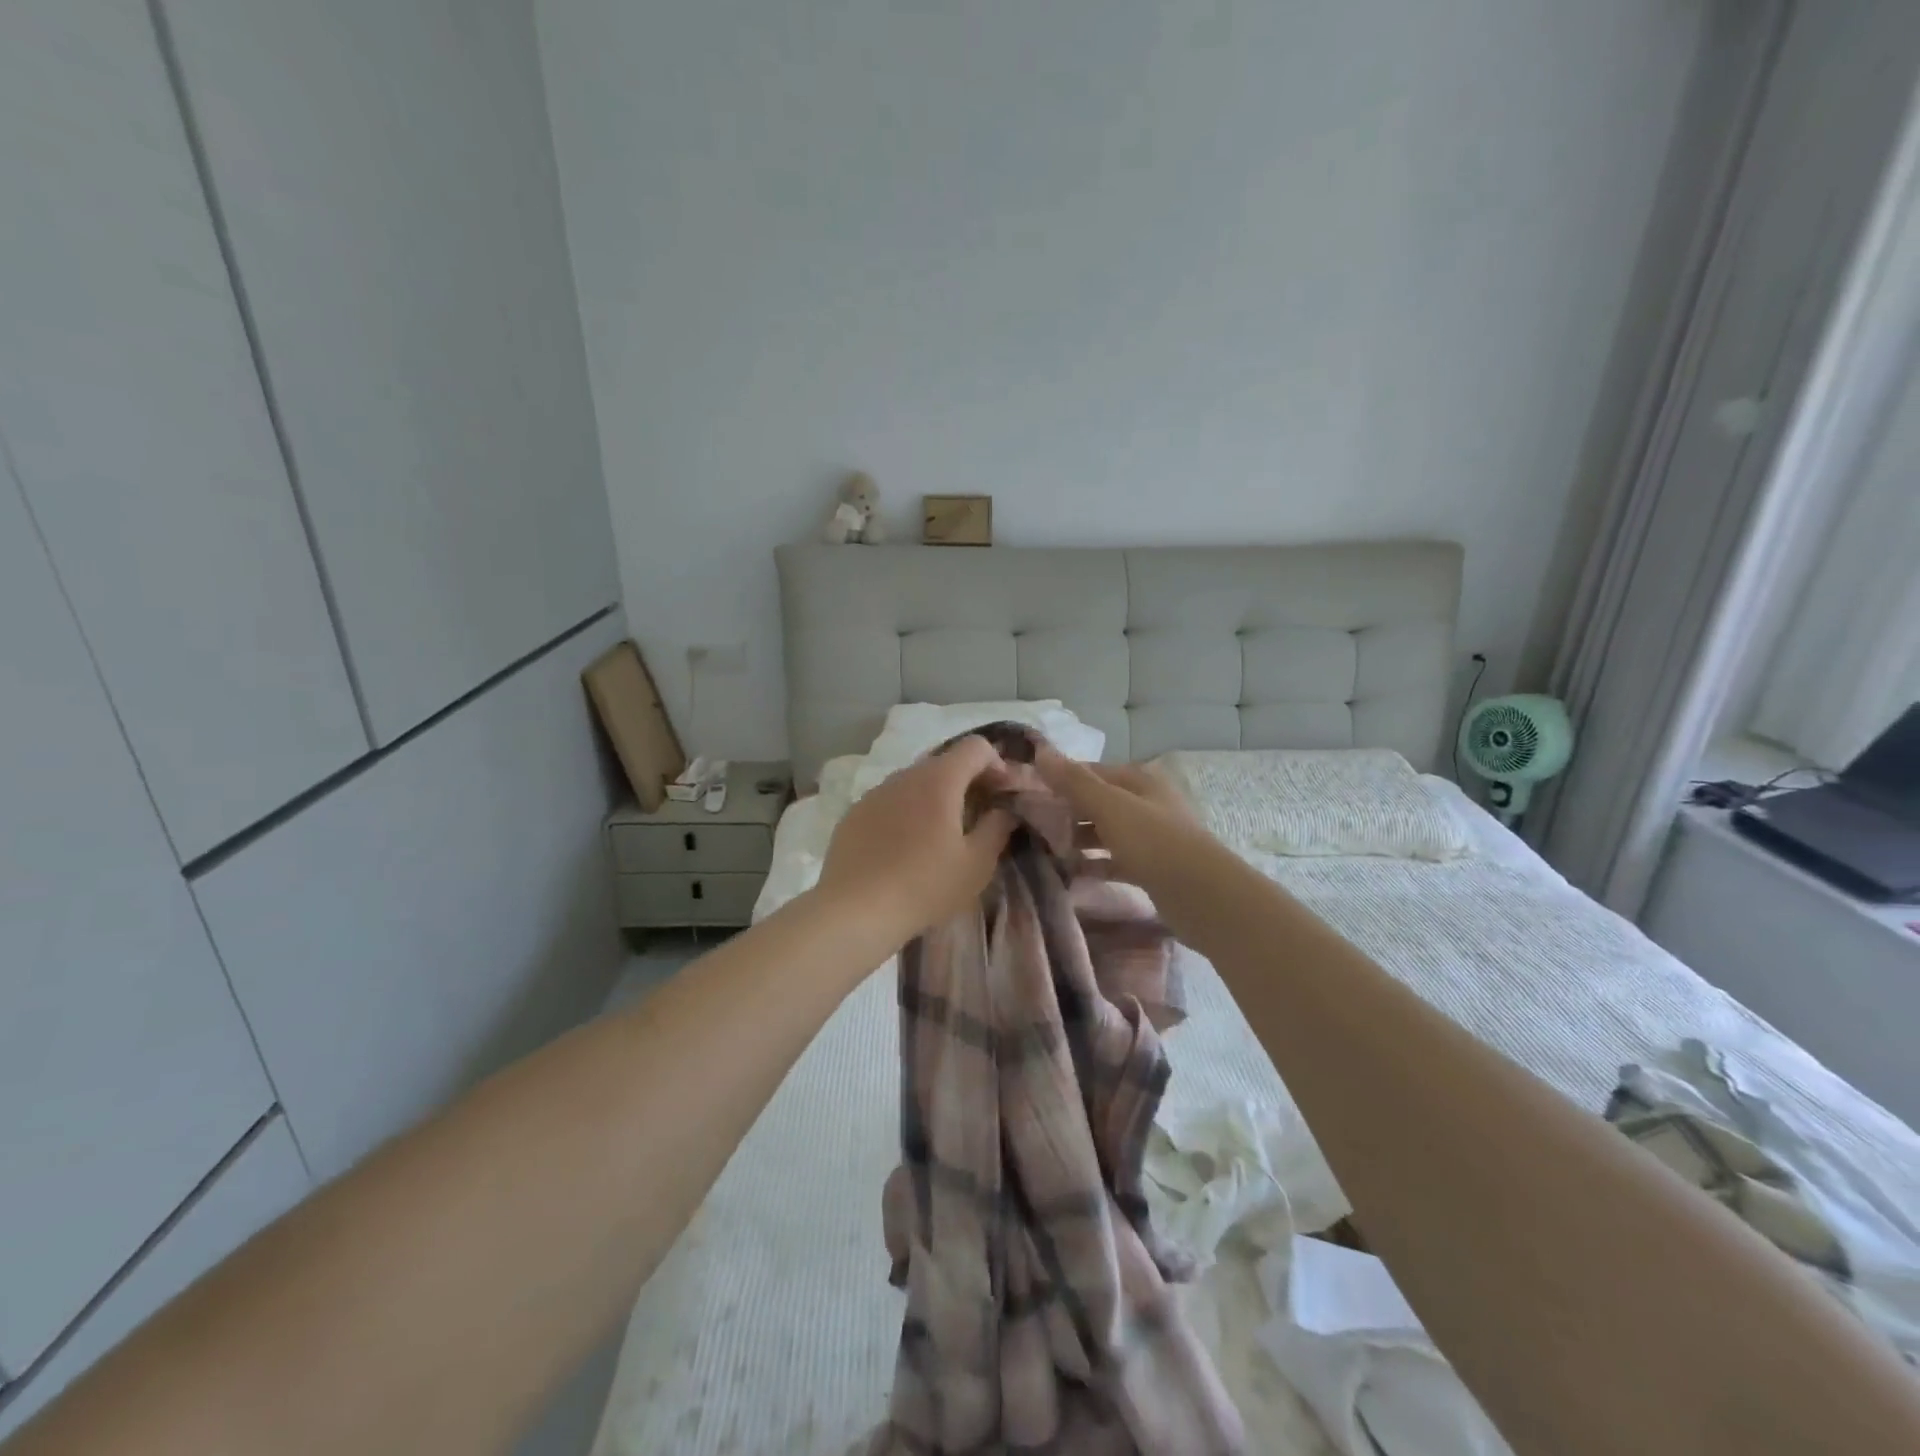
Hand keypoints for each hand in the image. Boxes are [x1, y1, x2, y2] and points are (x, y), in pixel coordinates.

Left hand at [814, 735, 1016, 947]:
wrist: (855, 910)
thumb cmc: (925, 886)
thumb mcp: (976, 864)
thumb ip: (997, 828)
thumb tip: (1004, 809)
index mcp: (939, 780)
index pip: (975, 747)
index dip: (996, 764)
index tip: (1001, 795)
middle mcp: (905, 775)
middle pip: (944, 762)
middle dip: (966, 781)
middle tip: (977, 816)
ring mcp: (875, 792)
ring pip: (914, 781)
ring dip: (934, 796)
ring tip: (939, 834)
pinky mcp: (854, 813)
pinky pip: (889, 801)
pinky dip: (906, 812)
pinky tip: (903, 847)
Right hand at [1032, 748, 1216, 893]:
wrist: (1203, 895)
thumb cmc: (1154, 842)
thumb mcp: (1110, 806)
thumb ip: (1074, 781)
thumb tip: (1041, 750)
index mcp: (1138, 781)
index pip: (1090, 772)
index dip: (1059, 779)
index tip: (1026, 792)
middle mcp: (1146, 803)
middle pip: (1097, 802)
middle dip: (1065, 811)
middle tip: (1030, 824)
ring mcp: (1151, 837)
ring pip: (1105, 832)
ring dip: (1077, 839)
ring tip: (1044, 849)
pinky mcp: (1151, 869)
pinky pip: (1114, 861)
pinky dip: (1093, 865)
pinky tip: (1070, 873)